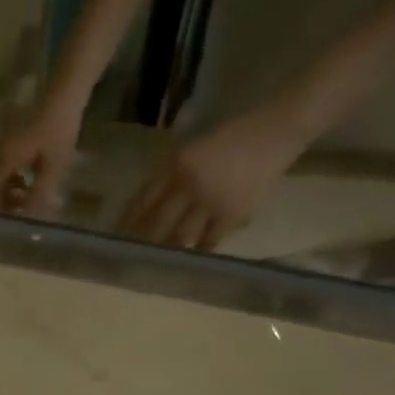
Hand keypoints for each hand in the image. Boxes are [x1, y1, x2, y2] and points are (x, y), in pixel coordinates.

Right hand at [0, 98, 83, 217]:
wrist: (66, 92)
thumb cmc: (59, 129)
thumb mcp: (53, 166)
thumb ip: (39, 194)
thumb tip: (30, 221)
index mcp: (6, 160)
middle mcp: (2, 153)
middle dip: (2, 204)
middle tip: (16, 219)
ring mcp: (9, 145)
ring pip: (2, 177)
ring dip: (11, 193)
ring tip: (27, 204)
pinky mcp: (18, 140)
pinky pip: (11, 167)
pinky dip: (17, 180)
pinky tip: (32, 184)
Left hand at [118, 101, 309, 249]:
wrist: (276, 130)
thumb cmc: (235, 136)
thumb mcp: (196, 148)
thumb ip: (173, 173)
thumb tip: (150, 202)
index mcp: (176, 164)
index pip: (144, 198)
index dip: (129, 220)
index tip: (117, 236)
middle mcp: (188, 183)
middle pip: (156, 222)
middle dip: (142, 242)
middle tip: (130, 258)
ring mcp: (209, 200)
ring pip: (179, 235)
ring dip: (167, 250)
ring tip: (157, 264)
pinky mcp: (231, 212)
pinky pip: (208, 240)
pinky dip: (198, 251)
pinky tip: (190, 261)